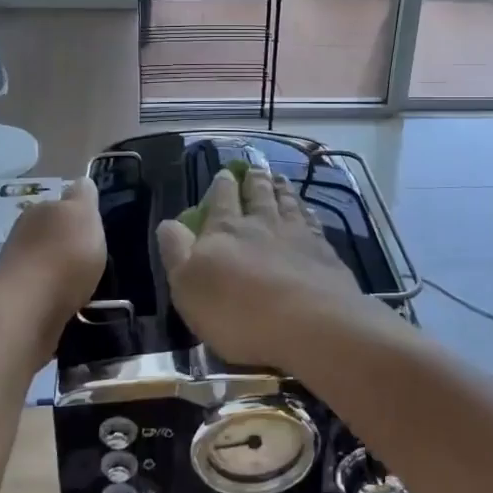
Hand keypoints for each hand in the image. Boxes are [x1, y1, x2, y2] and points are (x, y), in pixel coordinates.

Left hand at [0, 178, 105, 329]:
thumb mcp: (84, 215)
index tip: (96, 228)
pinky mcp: (18, 300)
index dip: (80, 213)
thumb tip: (80, 183)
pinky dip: (57, 293)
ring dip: (62, 269)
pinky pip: (45, 289)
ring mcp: (17, 268)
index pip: (62, 203)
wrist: (28, 310)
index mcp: (40, 210)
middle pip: (52, 232)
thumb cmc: (64, 256)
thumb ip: (84, 196)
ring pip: (47, 261)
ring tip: (86, 283)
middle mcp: (23, 234)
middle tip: (95, 257)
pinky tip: (72, 302)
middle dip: (69, 242)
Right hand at [157, 166, 363, 368]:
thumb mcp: (189, 287)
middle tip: (255, 168)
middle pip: (258, 194)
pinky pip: (312, 222)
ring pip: (287, 203)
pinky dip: (307, 211)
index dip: (222, 185)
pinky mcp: (324, 251)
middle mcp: (262, 223)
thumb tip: (168, 223)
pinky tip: (308, 210)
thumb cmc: (239, 312)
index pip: (221, 199)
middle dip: (254, 180)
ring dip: (281, 189)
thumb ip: (177, 252)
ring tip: (279, 178)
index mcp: (225, 230)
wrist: (311, 324)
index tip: (225, 173)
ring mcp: (297, 234)